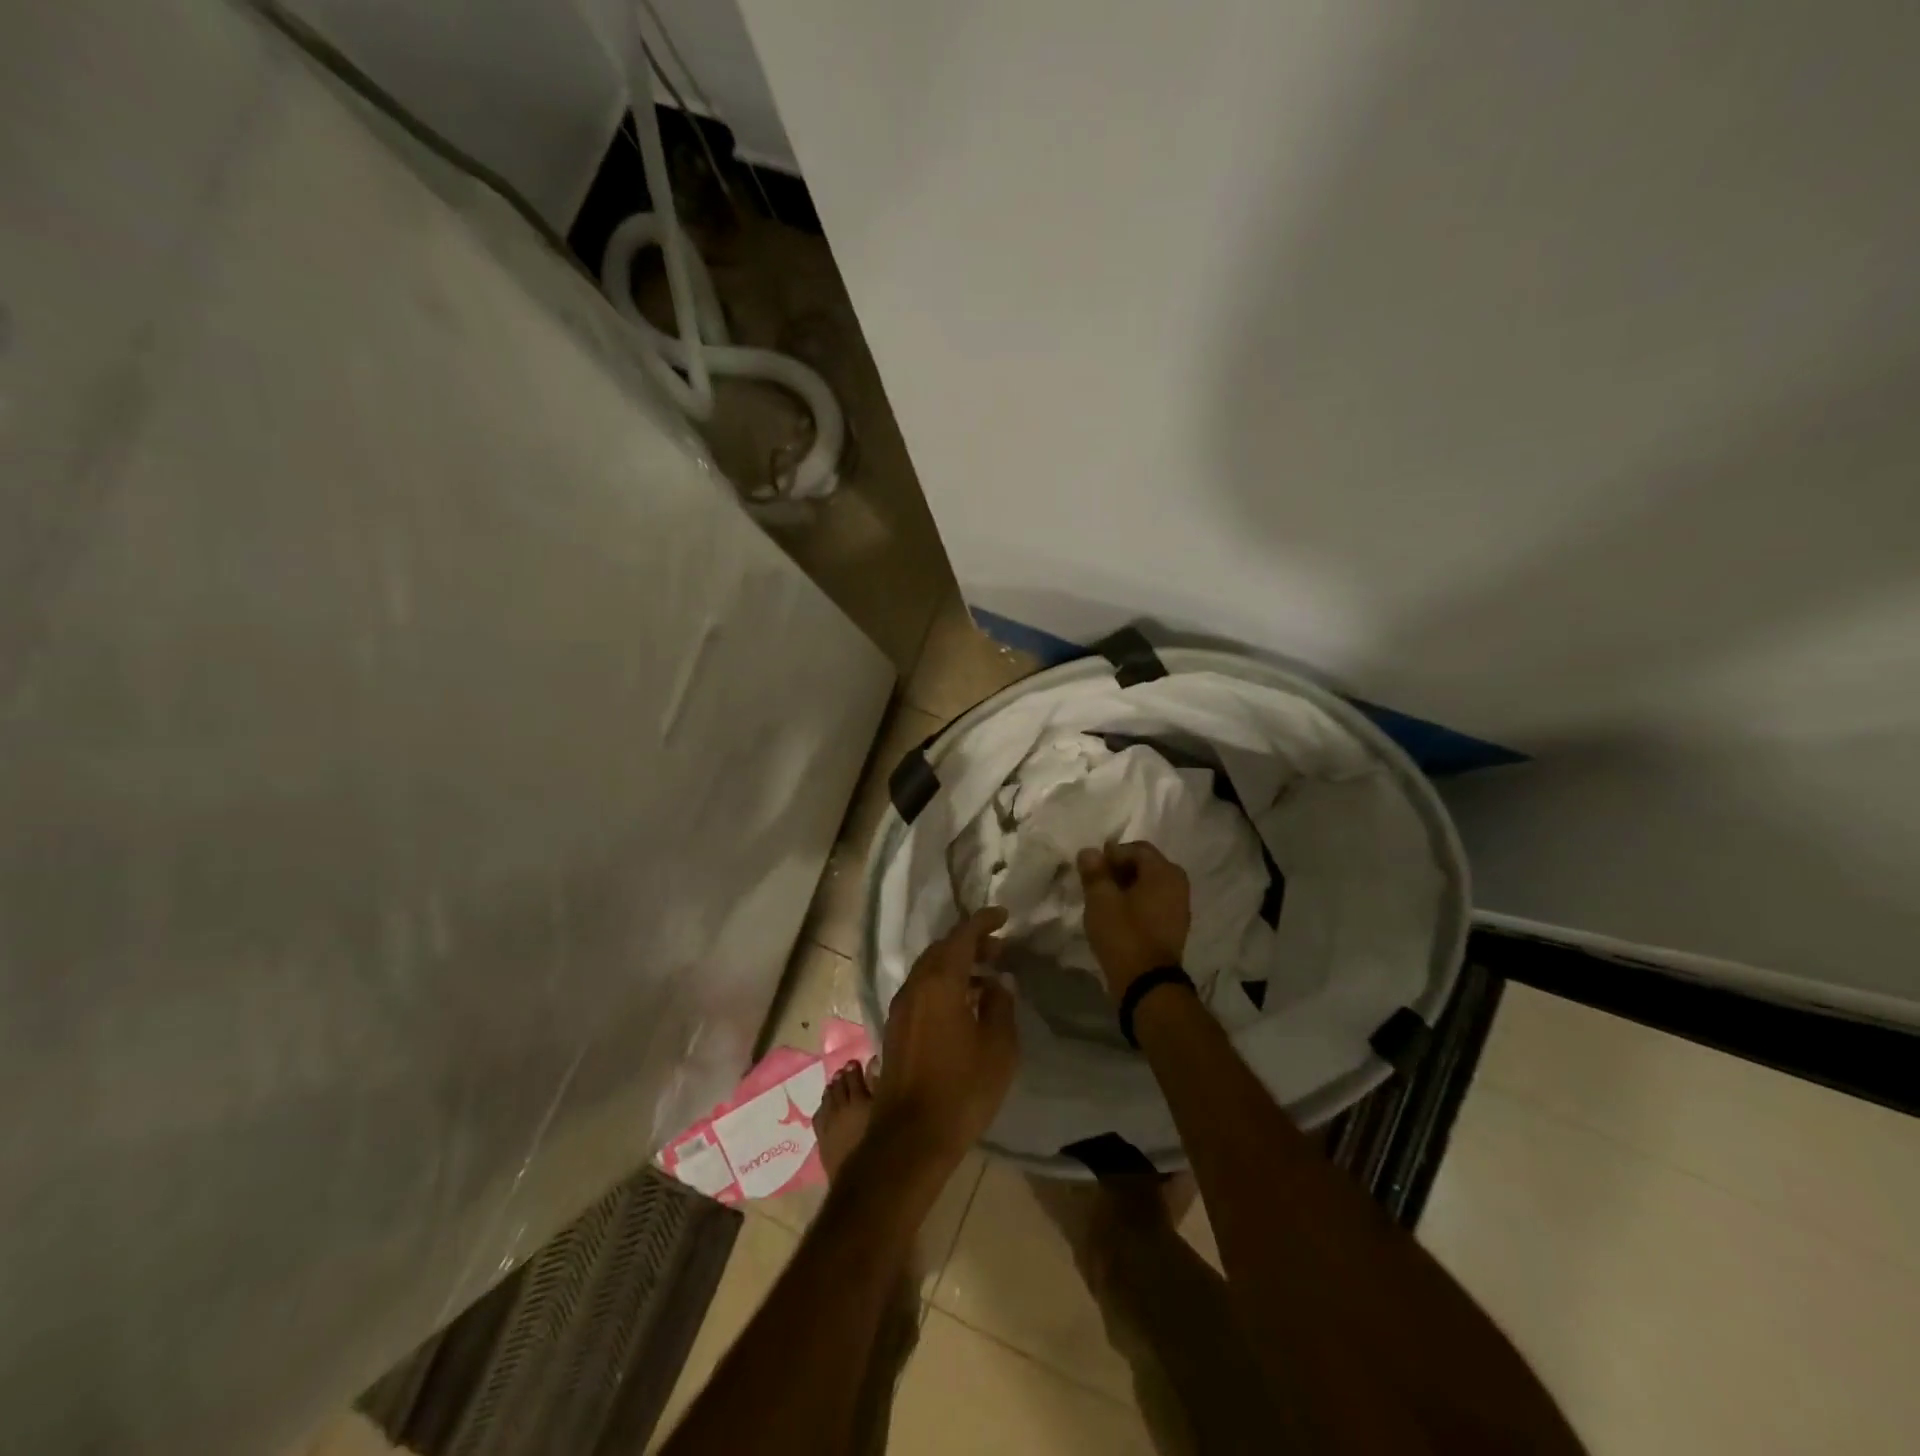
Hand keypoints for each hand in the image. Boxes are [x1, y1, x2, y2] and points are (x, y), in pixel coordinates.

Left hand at [874, 908, 1019, 1166]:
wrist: (911, 1137)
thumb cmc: (962, 1089)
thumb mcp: (999, 1047)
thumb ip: (1000, 1005)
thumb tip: (997, 983)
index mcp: (940, 982)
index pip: (962, 936)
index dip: (983, 921)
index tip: (1003, 916)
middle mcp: (915, 986)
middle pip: (942, 949)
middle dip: (970, 943)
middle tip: (998, 950)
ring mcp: (901, 1007)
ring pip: (929, 969)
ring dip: (956, 964)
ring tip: (987, 977)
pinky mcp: (896, 1027)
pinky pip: (921, 989)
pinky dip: (943, 983)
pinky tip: (963, 1004)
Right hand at [1076, 841, 1190, 1003]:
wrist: (1147, 983)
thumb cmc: (1124, 934)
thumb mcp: (1101, 900)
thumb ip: (1094, 872)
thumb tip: (1089, 851)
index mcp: (1164, 872)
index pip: (1135, 849)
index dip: (1110, 855)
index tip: (1091, 870)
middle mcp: (1177, 883)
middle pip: (1145, 865)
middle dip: (1119, 869)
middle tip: (1095, 883)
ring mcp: (1179, 906)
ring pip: (1149, 884)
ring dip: (1126, 886)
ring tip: (1103, 900)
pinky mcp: (1174, 926)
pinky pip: (1154, 902)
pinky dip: (1136, 902)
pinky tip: (1118, 915)